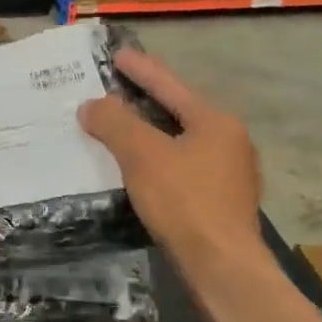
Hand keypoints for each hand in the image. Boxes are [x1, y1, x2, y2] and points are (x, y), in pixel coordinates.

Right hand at [78, 48, 261, 273]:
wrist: (222, 267)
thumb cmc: (184, 202)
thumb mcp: (142, 156)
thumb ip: (115, 124)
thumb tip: (91, 105)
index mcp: (215, 121)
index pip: (170, 85)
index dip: (141, 69)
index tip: (118, 55)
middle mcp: (229, 140)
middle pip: (179, 111)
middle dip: (146, 100)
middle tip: (115, 90)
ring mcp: (230, 173)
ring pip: (182, 141)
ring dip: (152, 133)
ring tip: (122, 129)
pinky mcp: (222, 202)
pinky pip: (184, 166)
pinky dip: (160, 160)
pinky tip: (142, 170)